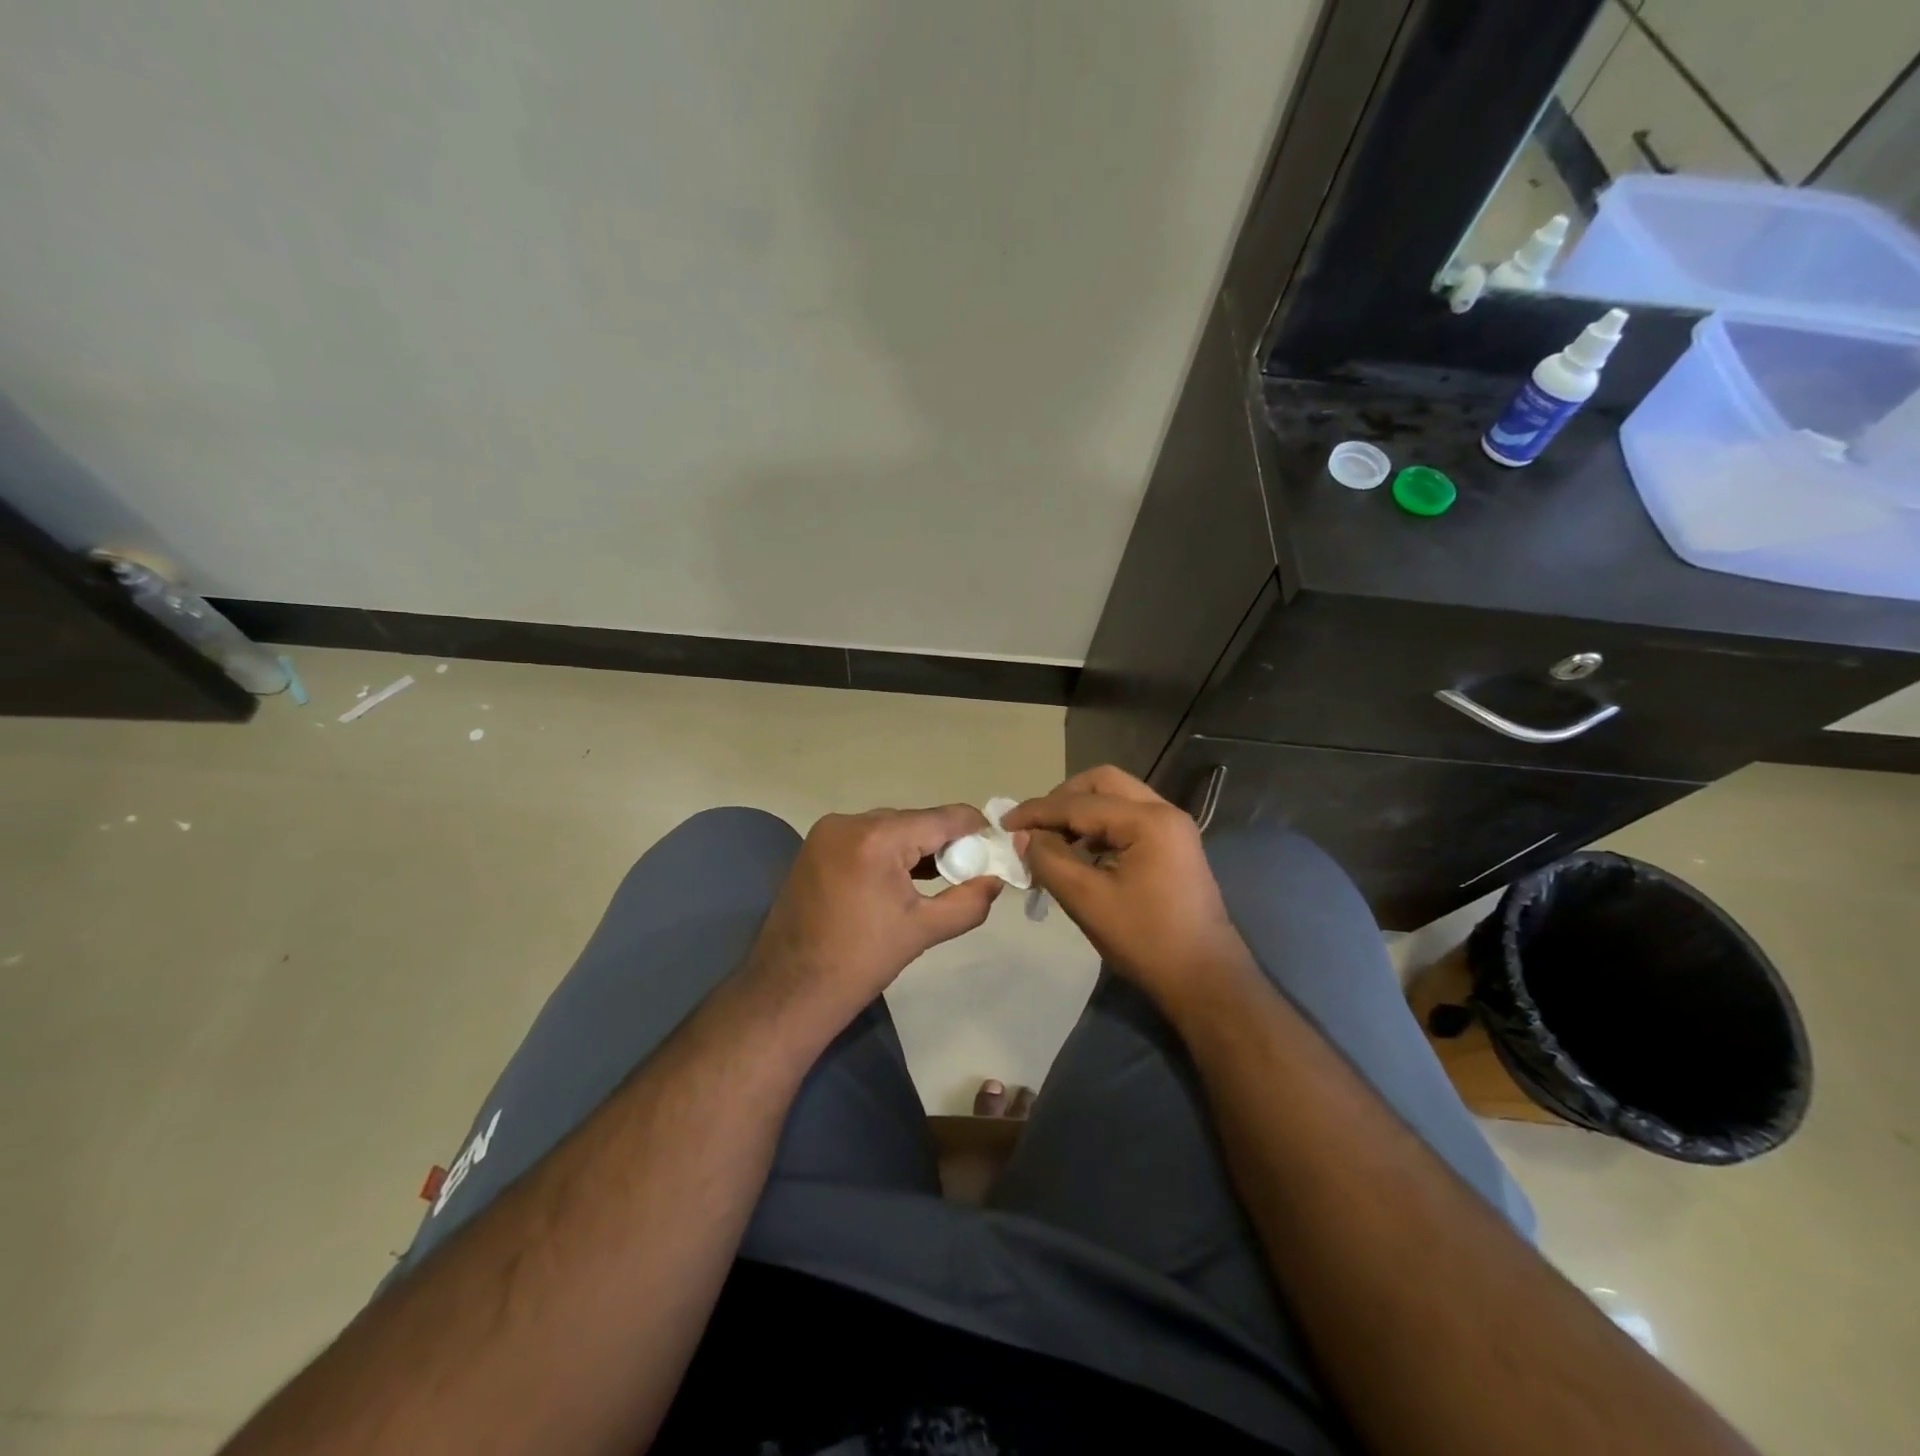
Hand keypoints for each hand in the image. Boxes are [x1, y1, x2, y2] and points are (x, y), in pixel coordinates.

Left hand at [747, 805, 1003, 1024]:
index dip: (975, 829)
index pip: (942, 818)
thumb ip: (968, 902)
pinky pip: (865, 837)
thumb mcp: (923, 931)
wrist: (789, 989)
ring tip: (940, 876)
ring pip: (889, 828)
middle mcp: (850, 822)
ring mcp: (827, 832)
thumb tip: (995, 880)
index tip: (996, 846)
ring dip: (915, 847)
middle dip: (944, 842)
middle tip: (969, 869)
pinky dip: (888, 851)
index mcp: (877, 838)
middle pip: (915, 821)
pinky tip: (902, 877)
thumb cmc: (860, 962)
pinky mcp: (815, 846)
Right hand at [1004, 766, 1253, 1006]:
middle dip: (1062, 799)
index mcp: (1148, 821)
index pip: (1079, 803)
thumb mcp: (1087, 900)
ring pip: (1116, 799)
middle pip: (1102, 784)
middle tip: (1034, 826)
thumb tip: (1024, 837)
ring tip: (1051, 842)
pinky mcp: (1172, 847)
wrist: (1204, 981)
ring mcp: (1172, 828)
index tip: (1004, 823)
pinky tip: (1079, 855)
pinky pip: (1128, 821)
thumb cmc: (1145, 940)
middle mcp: (1164, 812)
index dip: (1037, 811)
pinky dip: (1099, 829)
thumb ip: (1050, 860)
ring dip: (1080, 814)